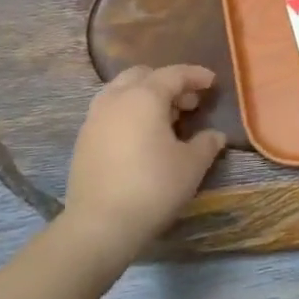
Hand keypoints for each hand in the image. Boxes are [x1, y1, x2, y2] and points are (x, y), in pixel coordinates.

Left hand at [60, 65, 226, 267]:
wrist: (100, 224)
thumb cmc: (153, 187)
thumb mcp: (191, 166)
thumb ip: (206, 144)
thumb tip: (215, 135)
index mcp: (144, 97)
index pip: (173, 74)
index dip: (195, 75)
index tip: (212, 82)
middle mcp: (116, 99)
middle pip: (143, 76)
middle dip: (167, 83)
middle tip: (188, 103)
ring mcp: (94, 118)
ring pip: (121, 92)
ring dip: (145, 96)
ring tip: (165, 119)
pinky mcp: (83, 140)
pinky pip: (110, 112)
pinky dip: (129, 113)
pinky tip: (141, 137)